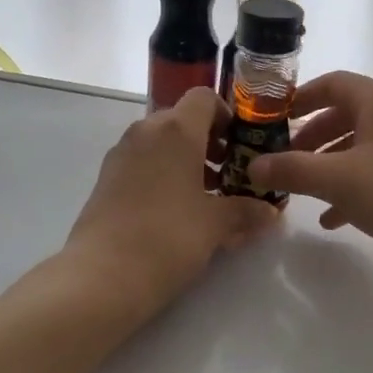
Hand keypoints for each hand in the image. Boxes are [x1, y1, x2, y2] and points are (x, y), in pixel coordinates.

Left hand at [65, 87, 278, 314]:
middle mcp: (146, 131)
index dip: (226, 115)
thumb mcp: (216, 225)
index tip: (240, 146)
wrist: (102, 275)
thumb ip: (246, 211)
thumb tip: (270, 211)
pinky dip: (163, 175)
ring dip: (186, 160)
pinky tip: (176, 212)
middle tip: (228, 175)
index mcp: (176, 130)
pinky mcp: (106, 178)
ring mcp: (121, 154)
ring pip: (161, 143)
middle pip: (182, 120)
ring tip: (205, 198)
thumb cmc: (168, 237)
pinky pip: (142, 163)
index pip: (204, 98)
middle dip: (208, 142)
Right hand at [247, 72, 372, 272]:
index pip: (331, 83)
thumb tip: (252, 166)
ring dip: (326, 165)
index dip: (298, 98)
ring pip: (356, 147)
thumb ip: (292, 170)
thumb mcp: (338, 179)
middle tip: (281, 160)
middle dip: (308, 138)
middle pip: (341, 116)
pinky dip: (349, 188)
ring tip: (299, 190)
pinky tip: (331, 218)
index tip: (270, 120)